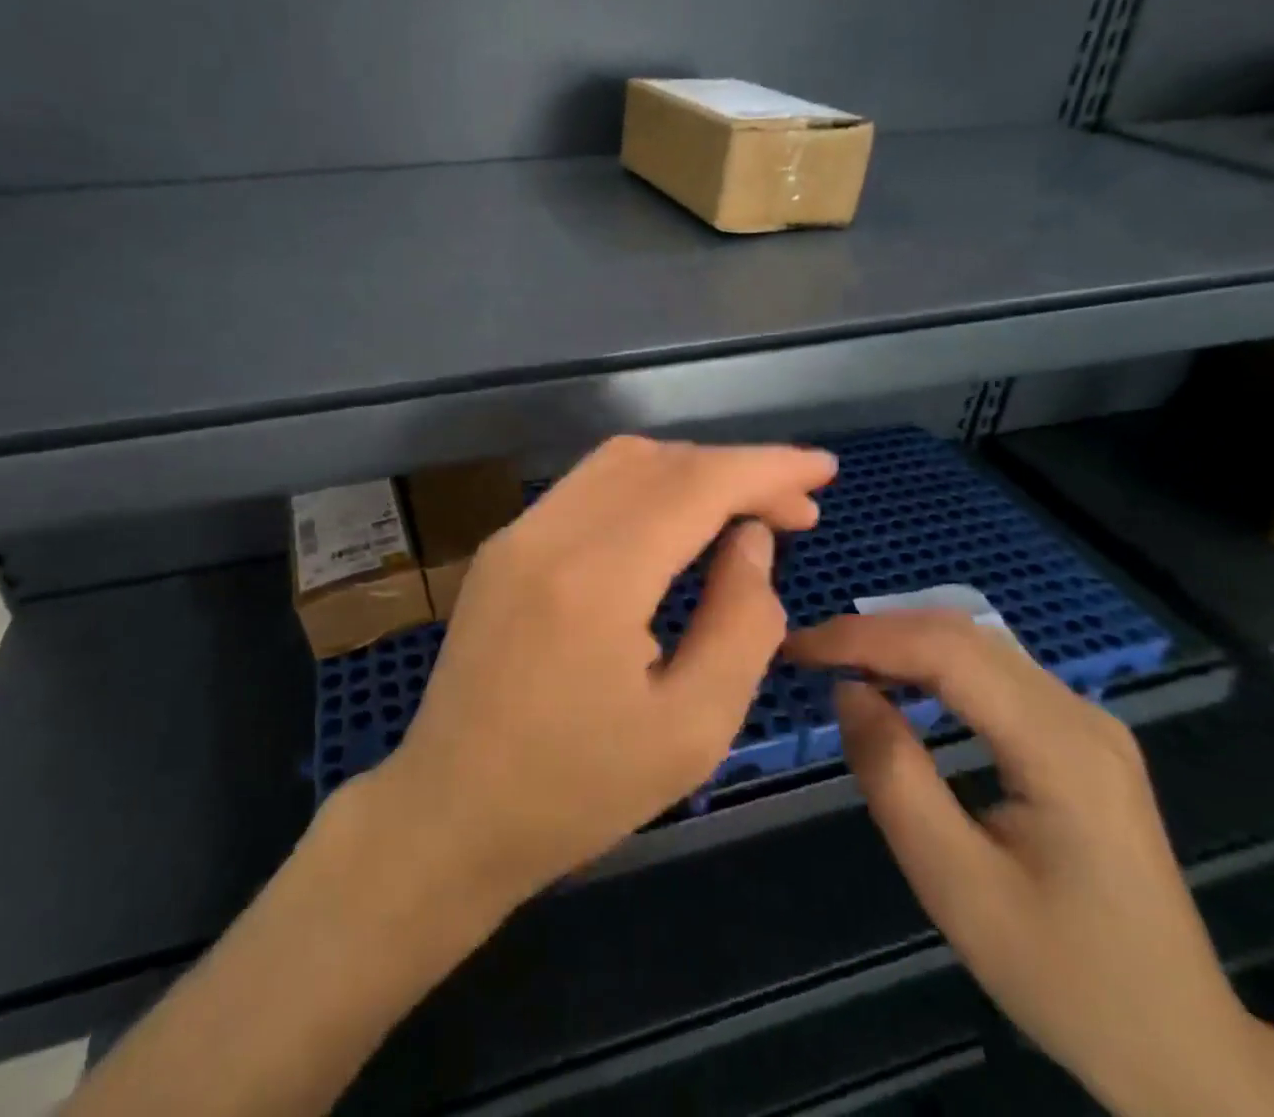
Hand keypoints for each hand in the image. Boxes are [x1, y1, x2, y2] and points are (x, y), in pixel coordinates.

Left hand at [366, 435, 835, 908]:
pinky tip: (674, 528)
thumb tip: (751, 539)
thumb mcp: (693, 729)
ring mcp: (516, 533)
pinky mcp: (503, 547)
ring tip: (742, 515)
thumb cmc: (578, 791)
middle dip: (734, 470)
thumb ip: (742, 622)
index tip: (823, 471)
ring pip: (618, 464)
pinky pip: (586, 490)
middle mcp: (547, 532)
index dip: (766, 468)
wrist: (450, 813)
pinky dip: (644, 490)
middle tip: (794, 511)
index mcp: (595, 578)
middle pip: (657, 461)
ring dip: (688, 473)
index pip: (695, 485)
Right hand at [787, 614, 1273, 1116]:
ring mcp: (1086, 722)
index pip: (946, 651)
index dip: (863, 638)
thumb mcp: (957, 886)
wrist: (1183, 1049)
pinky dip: (932, 663)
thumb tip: (848, 691)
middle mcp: (1079, 713)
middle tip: (808, 654)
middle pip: (962, 634)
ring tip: (839, 663)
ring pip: (977, 644)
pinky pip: (993, 672)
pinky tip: (900, 684)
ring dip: (901, 642)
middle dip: (875, 633)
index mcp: (1060, 747)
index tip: (797, 649)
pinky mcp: (1079, 737)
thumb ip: (894, 777)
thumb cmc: (1065, 975)